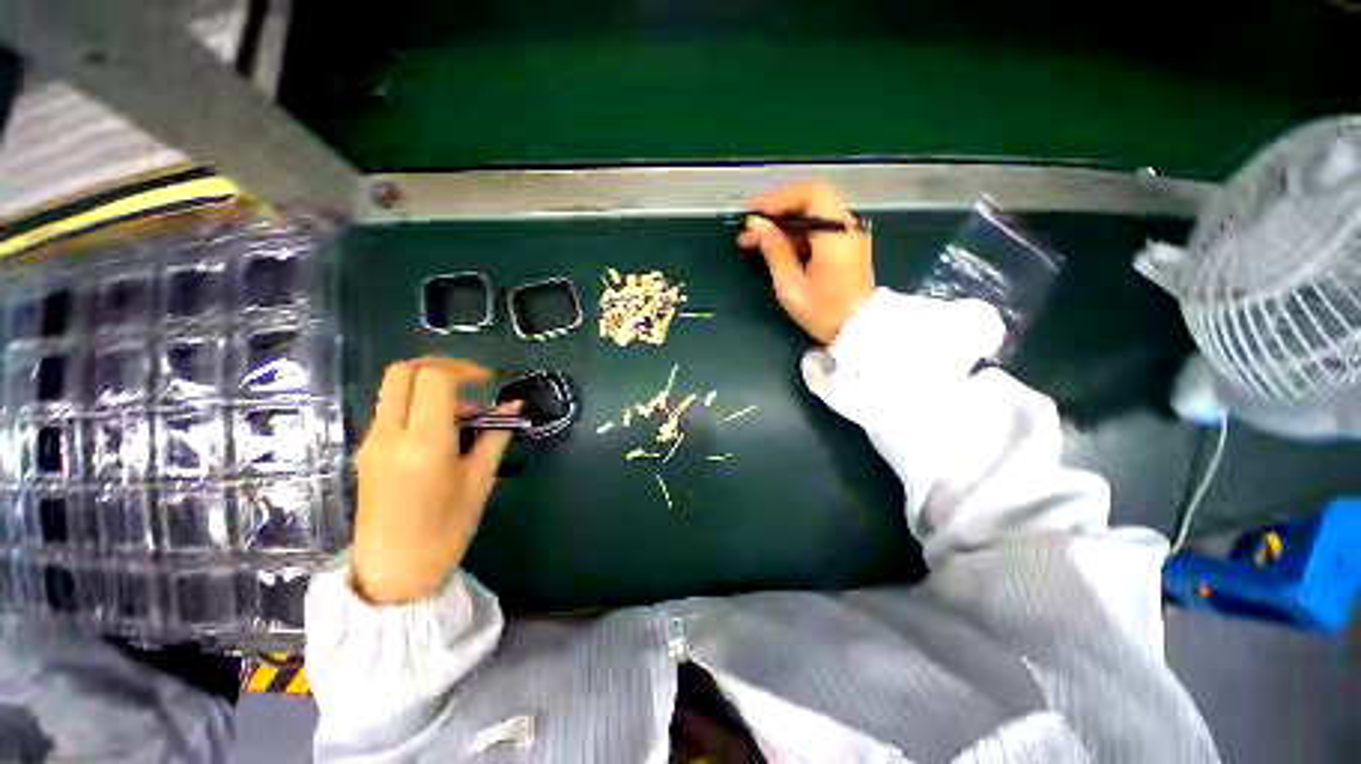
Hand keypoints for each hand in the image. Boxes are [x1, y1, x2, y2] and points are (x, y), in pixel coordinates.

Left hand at [351, 358, 517, 604]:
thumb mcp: (480, 481)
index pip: (434, 379)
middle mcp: (389, 435)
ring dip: (432, 388)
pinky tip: (445, 432)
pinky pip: (392, 410)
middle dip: (442, 365)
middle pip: (403, 371)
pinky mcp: (366, 451)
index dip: (465, 369)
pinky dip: (420, 405)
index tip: (489, 380)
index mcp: (423, 444)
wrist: (393, 573)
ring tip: (466, 417)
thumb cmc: (445, 531)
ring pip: (395, 389)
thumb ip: (495, 436)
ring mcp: (371, 442)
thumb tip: (514, 407)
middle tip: (472, 381)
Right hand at [737, 181, 874, 343]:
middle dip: (778, 212)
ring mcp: (850, 237)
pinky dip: (797, 234)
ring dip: (784, 224)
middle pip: (811, 202)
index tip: (756, 215)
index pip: (812, 193)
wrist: (857, 333)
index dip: (781, 198)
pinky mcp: (847, 248)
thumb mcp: (791, 285)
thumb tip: (757, 225)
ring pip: (813, 216)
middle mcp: (847, 228)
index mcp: (836, 234)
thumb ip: (775, 250)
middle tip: (750, 230)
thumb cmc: (824, 313)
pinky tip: (777, 248)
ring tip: (756, 241)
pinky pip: (820, 230)